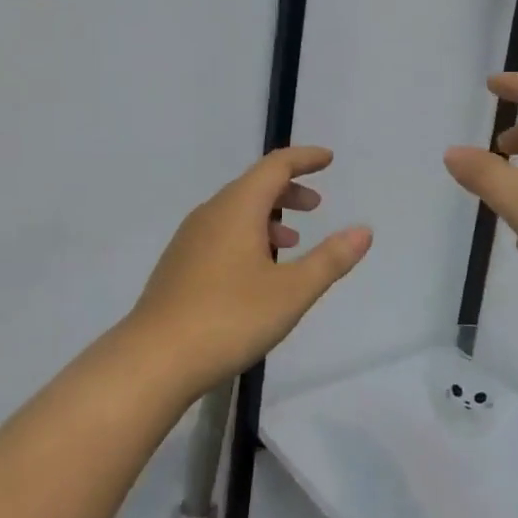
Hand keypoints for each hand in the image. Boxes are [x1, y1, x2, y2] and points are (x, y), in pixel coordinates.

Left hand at [124, 147, 371, 396]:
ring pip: (235, 212)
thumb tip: (363, 230)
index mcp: (237, 208)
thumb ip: (330, 259)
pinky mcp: (178, 264)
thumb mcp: (292, 292)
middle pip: (253, 186)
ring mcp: (189, 239)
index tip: (328, 159)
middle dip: (287, 189)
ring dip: (268, 217)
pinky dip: (247, 235)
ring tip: (292, 242)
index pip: (275, 166)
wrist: (154, 358)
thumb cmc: (229, 318)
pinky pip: (220, 233)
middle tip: (315, 206)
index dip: (304, 159)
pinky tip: (255, 271)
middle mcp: (210, 213)